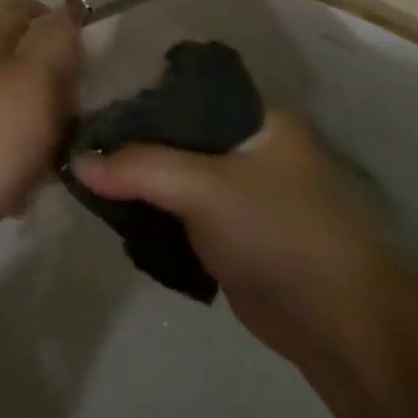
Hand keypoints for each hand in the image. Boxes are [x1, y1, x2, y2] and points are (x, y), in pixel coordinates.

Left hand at [0, 0, 80, 266]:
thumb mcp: (34, 75)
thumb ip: (55, 38)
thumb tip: (67, 13)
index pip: (24, 7)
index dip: (60, 14)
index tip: (96, 40)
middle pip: (29, 55)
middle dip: (65, 72)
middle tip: (93, 94)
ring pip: (28, 100)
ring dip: (56, 116)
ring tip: (81, 134)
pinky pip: (20, 141)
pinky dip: (39, 152)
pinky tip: (55, 169)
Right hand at [74, 110, 400, 364]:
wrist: (340, 326)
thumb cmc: (279, 234)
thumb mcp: (204, 188)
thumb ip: (138, 168)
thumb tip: (76, 161)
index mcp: (254, 118)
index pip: (182, 91)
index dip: (136, 99)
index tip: (88, 111)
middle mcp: (247, 147)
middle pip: (173, 134)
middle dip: (130, 145)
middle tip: (79, 151)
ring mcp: (239, 192)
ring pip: (173, 175)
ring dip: (136, 182)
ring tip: (87, 182)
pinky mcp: (230, 233)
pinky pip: (178, 211)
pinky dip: (150, 213)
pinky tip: (115, 215)